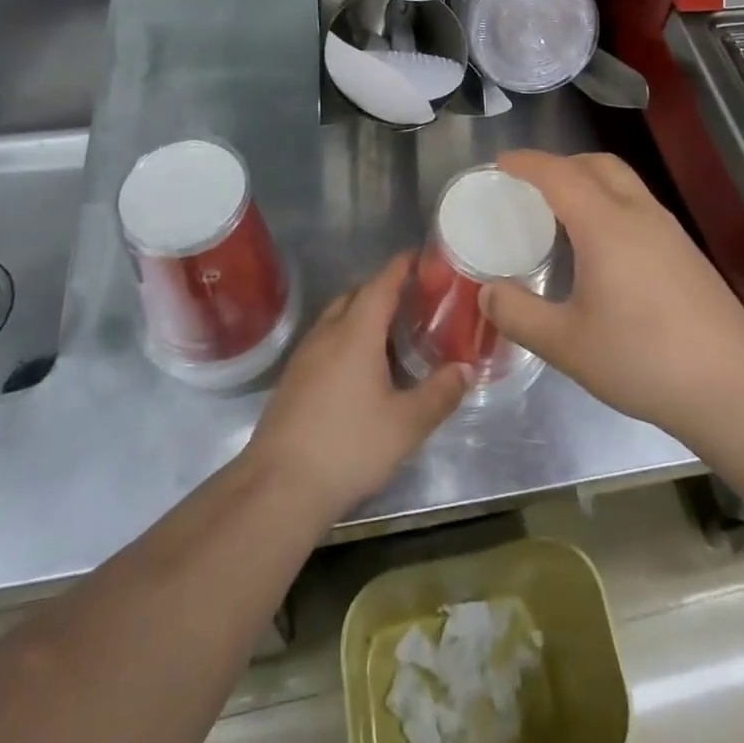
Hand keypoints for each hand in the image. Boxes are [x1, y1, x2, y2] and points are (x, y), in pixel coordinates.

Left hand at [247, 254, 467, 519]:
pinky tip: (361, 368)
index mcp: (356, 332)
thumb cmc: (348, 446)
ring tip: (392, 332)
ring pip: (337, 318)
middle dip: (383, 289)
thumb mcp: (406, 424)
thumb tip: (465, 369)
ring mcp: (305, 356)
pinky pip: (325, 341)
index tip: (421, 256)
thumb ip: (440, 394)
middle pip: (356, 295)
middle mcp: (327, 333)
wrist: (278, 487)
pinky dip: (347, 338)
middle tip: (414, 299)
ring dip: (363, 314)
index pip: (381, 283)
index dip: (401, 266)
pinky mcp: (293, 380)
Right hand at [482, 150, 743, 434]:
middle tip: (529, 186)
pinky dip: (609, 202)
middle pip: (597, 164)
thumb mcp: (567, 344)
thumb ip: (519, 315)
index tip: (499, 163)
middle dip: (560, 163)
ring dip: (588, 180)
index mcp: (605, 224)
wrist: (733, 384)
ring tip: (561, 212)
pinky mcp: (685, 251)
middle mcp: (638, 214)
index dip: (527, 163)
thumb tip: (486, 293)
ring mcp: (668, 230)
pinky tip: (601, 246)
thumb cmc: (643, 358)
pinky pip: (637, 204)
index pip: (559, 174)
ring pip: (623, 182)